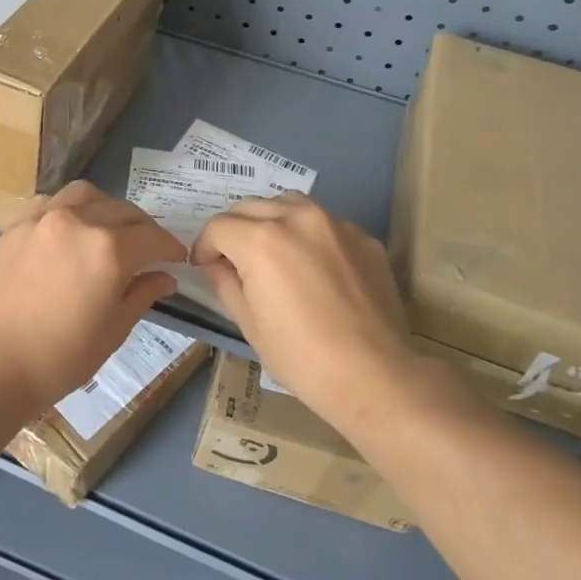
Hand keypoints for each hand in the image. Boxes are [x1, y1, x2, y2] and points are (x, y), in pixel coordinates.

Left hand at [0, 181, 185, 411]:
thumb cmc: (60, 357)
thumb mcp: (113, 330)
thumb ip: (142, 294)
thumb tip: (165, 277)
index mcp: (109, 250)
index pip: (153, 237)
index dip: (170, 247)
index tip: (176, 259)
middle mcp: (79, 222)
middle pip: (124, 211)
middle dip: (143, 229)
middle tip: (147, 250)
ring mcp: (44, 218)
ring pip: (87, 195)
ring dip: (107, 208)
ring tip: (108, 231)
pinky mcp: (17, 225)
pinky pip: (52, 202)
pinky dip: (71, 209)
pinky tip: (70, 231)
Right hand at [190, 194, 418, 430]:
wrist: (376, 376)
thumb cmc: (302, 358)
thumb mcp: (250, 325)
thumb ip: (226, 283)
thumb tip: (216, 265)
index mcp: (261, 241)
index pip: (218, 227)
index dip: (204, 247)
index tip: (204, 266)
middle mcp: (296, 218)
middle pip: (250, 207)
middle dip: (234, 230)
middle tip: (234, 261)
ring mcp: (335, 224)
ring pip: (288, 204)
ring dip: (270, 220)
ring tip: (273, 252)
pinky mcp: (363, 237)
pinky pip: (324, 223)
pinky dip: (308, 234)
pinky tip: (314, 267)